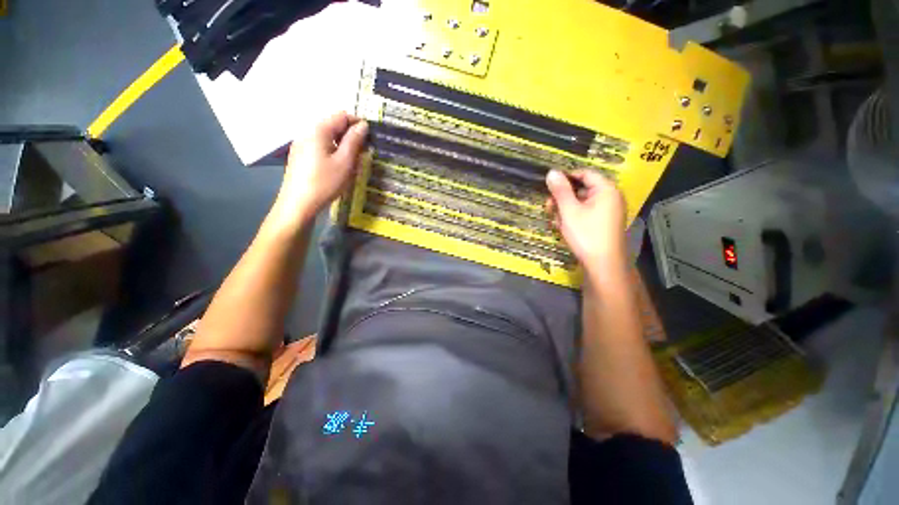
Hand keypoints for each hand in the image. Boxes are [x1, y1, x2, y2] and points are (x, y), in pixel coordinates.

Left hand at [275, 112, 368, 223]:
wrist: (299, 204)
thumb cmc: (325, 182)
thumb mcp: (345, 162)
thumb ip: (354, 141)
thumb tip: (363, 125)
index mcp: (319, 130)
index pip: (341, 115)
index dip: (358, 123)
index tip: (370, 137)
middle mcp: (308, 132)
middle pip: (333, 124)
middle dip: (350, 134)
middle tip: (364, 151)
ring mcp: (301, 144)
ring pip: (327, 136)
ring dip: (342, 143)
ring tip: (353, 160)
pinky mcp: (300, 156)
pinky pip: (320, 146)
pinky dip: (332, 150)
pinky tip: (337, 165)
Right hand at [545, 169, 626, 274]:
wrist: (603, 265)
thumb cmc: (586, 234)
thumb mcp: (569, 211)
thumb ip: (560, 191)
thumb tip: (551, 172)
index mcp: (606, 190)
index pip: (585, 173)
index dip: (566, 177)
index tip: (549, 186)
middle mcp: (610, 197)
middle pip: (582, 189)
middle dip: (563, 197)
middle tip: (548, 207)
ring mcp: (608, 211)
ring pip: (582, 203)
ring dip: (565, 209)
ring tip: (555, 221)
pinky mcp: (604, 223)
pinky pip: (586, 213)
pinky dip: (573, 217)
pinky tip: (563, 227)